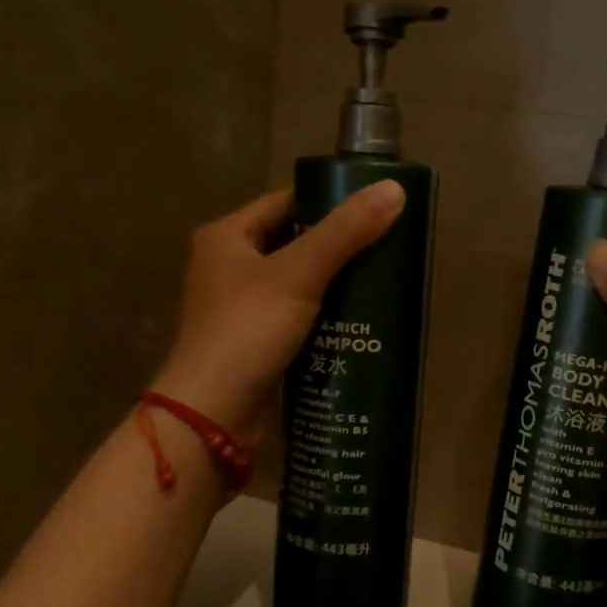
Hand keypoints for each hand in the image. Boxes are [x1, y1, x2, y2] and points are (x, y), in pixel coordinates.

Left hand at [150, 182, 405, 436]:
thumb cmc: (246, 332)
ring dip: (338, 283)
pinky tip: (363, 319)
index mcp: (227, 237)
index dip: (330, 199)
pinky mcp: (258, 343)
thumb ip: (345, 232)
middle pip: (296, 242)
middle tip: (390, 244)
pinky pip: (300, 317)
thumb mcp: (298, 274)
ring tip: (386, 279)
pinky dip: (328, 316)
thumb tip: (395, 189)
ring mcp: (243, 308)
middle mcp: (230, 267)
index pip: (287, 202)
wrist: (211, 418)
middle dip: (341, 245)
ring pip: (301, 282)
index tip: (377, 205)